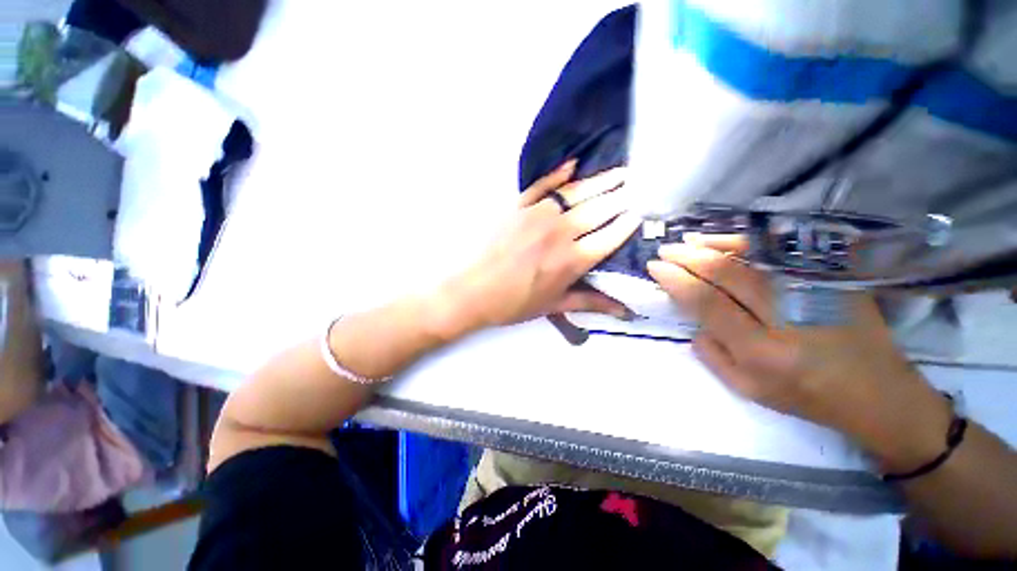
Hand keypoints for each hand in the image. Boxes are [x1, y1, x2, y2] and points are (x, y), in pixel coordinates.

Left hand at [444, 160, 639, 332]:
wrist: (473, 291)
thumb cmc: (515, 303)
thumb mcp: (554, 305)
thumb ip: (591, 302)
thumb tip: (625, 309)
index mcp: (571, 260)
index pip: (610, 237)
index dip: (627, 225)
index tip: (639, 215)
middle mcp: (560, 232)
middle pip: (599, 210)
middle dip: (620, 198)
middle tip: (636, 187)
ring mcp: (538, 215)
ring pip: (576, 193)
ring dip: (601, 182)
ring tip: (620, 173)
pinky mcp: (519, 206)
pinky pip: (543, 185)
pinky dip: (559, 174)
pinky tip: (574, 165)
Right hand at [647, 235, 951, 469]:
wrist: (879, 393)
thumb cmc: (808, 397)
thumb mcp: (748, 389)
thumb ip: (711, 354)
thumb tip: (693, 319)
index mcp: (762, 352)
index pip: (707, 302)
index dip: (676, 280)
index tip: (655, 268)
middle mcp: (788, 318)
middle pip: (727, 273)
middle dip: (687, 257)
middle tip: (664, 252)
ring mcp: (816, 292)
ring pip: (754, 255)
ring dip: (713, 245)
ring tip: (686, 242)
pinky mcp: (835, 280)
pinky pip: (782, 253)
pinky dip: (749, 243)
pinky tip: (726, 240)